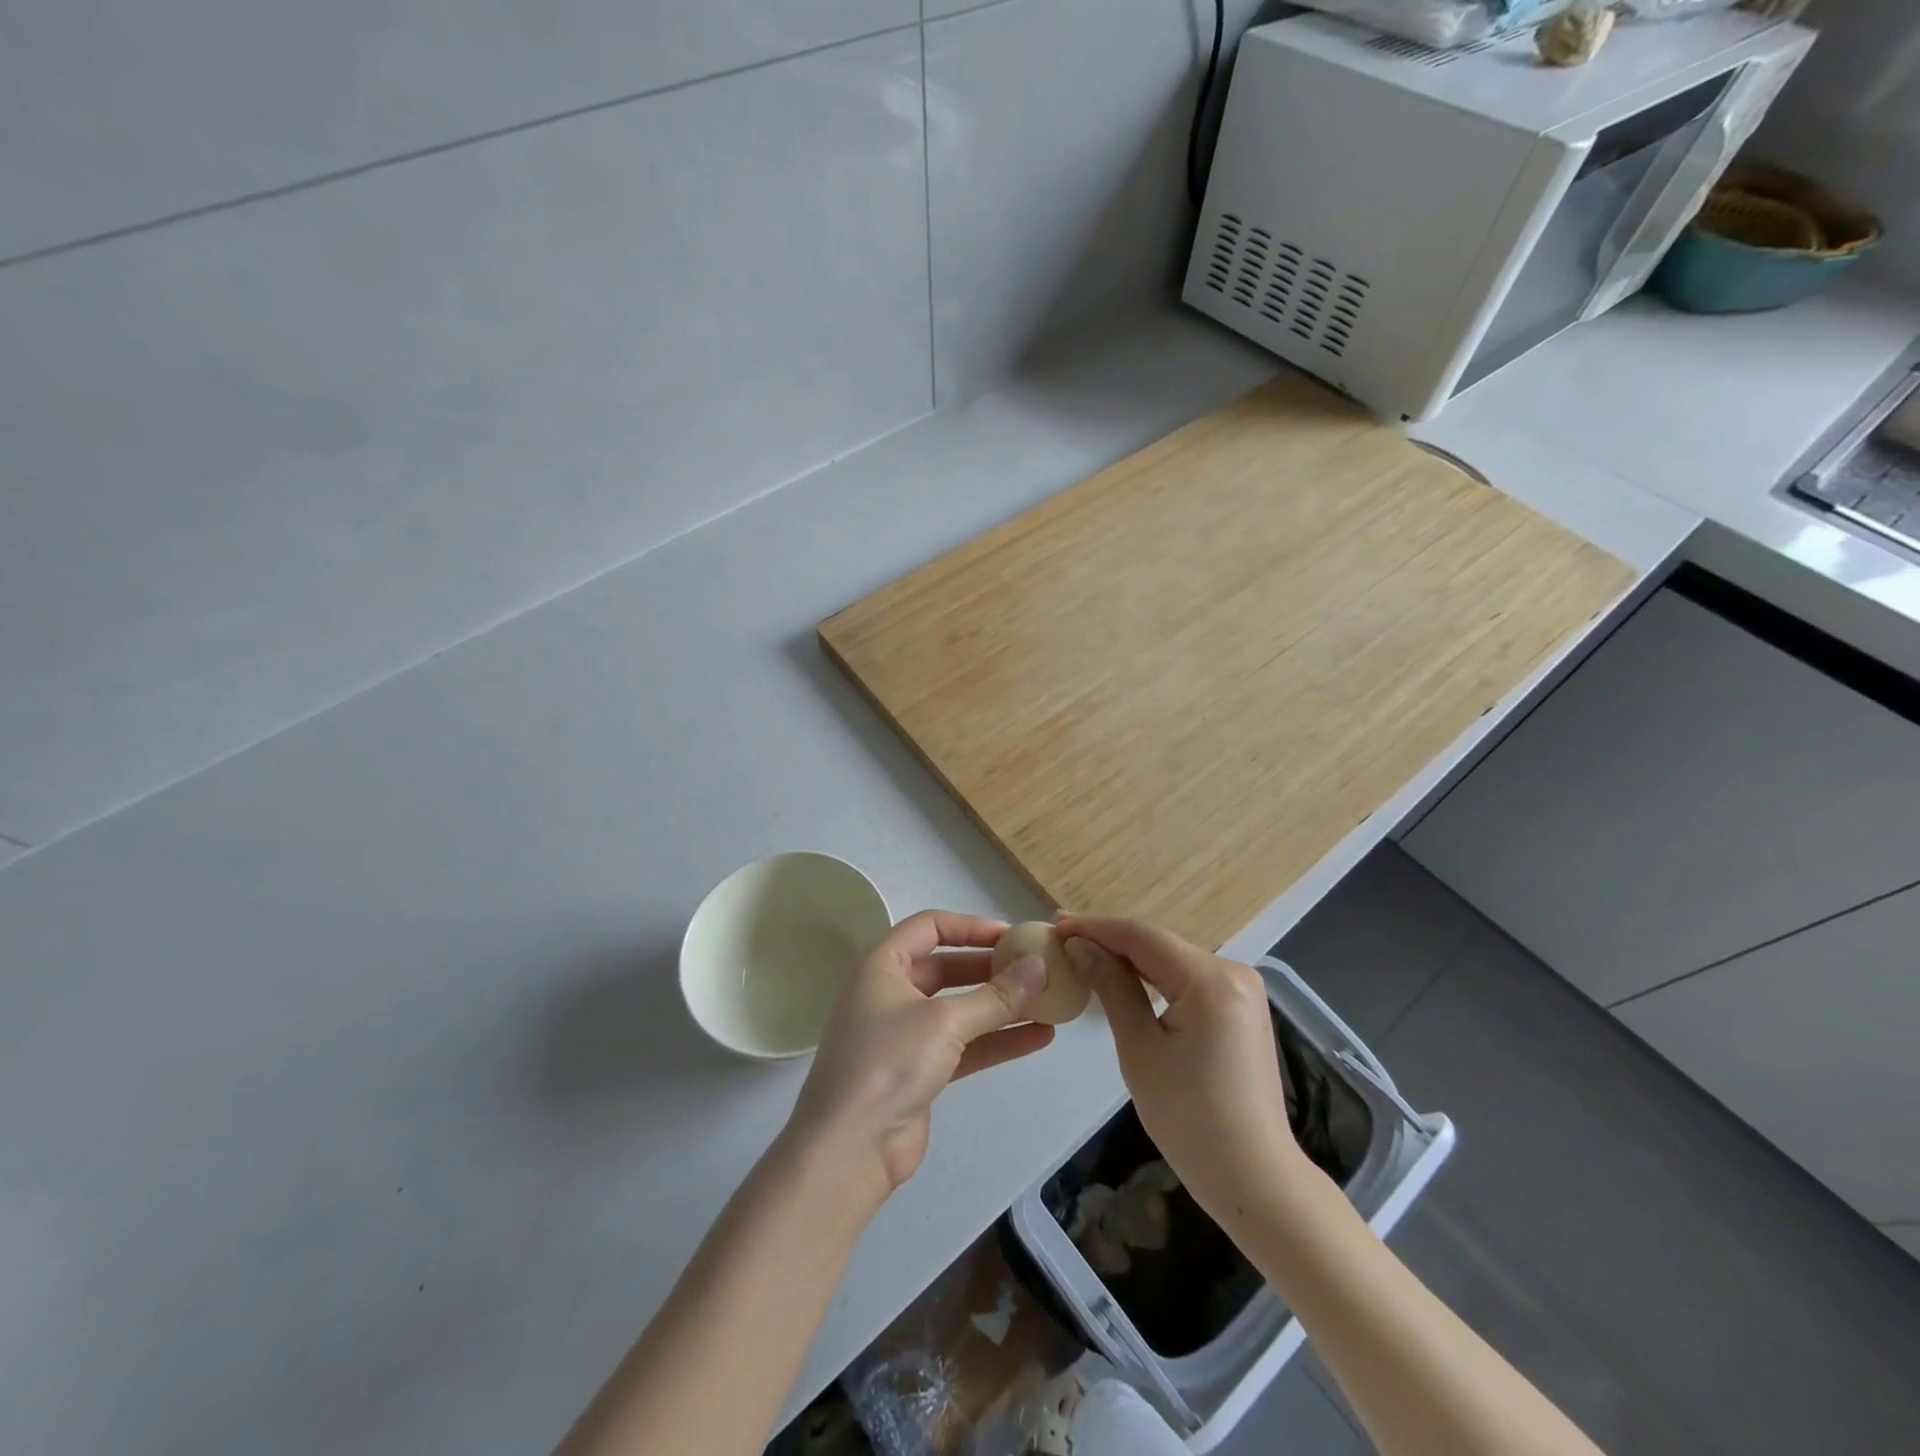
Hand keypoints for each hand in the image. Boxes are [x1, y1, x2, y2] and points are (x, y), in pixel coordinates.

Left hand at [783, 910, 1054, 1209]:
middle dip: (991, 968)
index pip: (929, 927)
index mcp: (882, 965)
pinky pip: (964, 1045)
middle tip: (1034, 968)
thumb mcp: (945, 1022)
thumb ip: (996, 995)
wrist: (849, 1150)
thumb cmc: (889, 1063)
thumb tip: (1039, 966)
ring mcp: (904, 1034)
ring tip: (1048, 1002)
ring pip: (959, 1009)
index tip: (1012, 936)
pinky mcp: (919, 1070)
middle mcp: (890, 992)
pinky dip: (996, 1040)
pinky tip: (1038, 1038)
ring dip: (1000, 1006)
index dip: (971, 927)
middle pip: (947, 967)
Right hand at [1056, 914, 1302, 1224]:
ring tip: (1083, 953)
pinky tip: (1124, 979)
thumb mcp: (1139, 1049)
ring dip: (1130, 959)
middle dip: (1110, 941)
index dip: (1095, 927)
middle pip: (1159, 945)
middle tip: (1062, 939)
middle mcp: (1233, 972)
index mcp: (1211, 979)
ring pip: (1172, 961)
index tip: (1055, 925)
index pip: (1142, 937)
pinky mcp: (1241, 1011)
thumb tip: (1080, 946)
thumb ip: (1112, 987)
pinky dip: (1154, 978)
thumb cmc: (1190, 1119)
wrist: (1255, 1181)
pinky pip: (1189, 981)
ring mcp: (1242, 991)